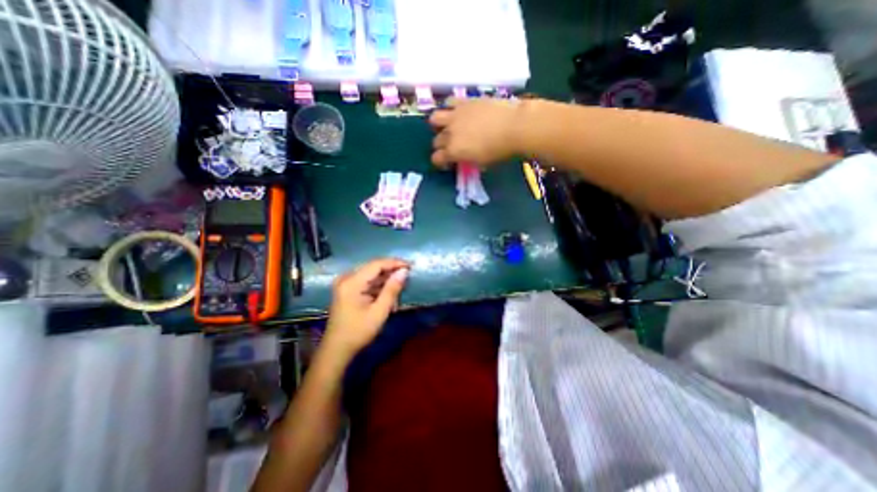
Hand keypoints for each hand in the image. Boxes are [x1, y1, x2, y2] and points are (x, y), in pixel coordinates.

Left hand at [320, 260, 411, 359]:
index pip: (376, 264)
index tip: (411, 266)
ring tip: (401, 286)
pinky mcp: (347, 289)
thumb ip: (392, 289)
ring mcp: (345, 283)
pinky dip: (379, 285)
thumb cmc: (358, 332)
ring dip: (386, 279)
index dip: (394, 263)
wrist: (337, 349)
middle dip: (391, 270)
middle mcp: (346, 278)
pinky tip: (389, 293)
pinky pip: (366, 281)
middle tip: (408, 275)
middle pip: (373, 267)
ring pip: (371, 274)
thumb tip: (404, 271)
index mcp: (351, 282)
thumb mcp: (379, 312)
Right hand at [428, 95, 522, 168]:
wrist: (515, 126)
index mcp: (454, 151)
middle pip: (436, 141)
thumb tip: (464, 158)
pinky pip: (448, 102)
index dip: (441, 162)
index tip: (449, 163)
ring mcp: (455, 115)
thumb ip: (468, 160)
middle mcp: (450, 133)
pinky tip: (458, 112)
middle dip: (442, 146)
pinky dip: (450, 108)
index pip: (436, 159)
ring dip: (439, 125)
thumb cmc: (500, 151)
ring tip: (449, 126)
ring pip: (435, 118)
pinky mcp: (464, 101)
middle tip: (452, 147)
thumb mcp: (482, 163)